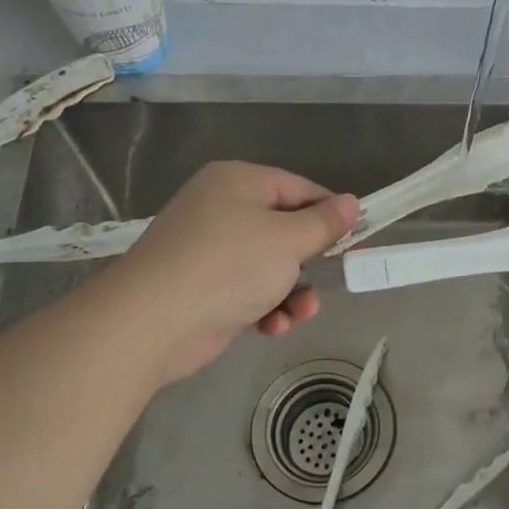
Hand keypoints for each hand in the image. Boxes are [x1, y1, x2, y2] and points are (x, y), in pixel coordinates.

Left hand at [118, 161, 358, 383]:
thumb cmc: (229, 266)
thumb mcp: (288, 239)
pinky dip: (265, 307)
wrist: (153, 321)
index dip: (330, 213)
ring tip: (302, 312)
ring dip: (292, 291)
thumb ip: (324, 222)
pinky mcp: (202, 288)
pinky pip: (247, 291)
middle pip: (284, 229)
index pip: (299, 188)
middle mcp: (221, 208)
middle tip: (334, 277)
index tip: (356, 239)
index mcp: (239, 182)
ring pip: (269, 265)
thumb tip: (351, 202)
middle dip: (310, 259)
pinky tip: (273, 326)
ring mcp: (209, 250)